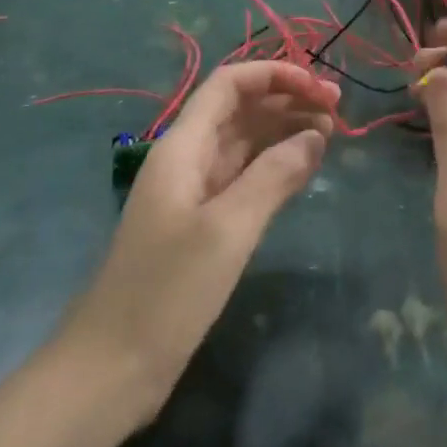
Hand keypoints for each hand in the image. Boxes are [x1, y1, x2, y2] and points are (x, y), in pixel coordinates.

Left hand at [61, 62, 336, 418]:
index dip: (275, 75)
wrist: (108, 371)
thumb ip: (274, 176)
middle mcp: (189, 158)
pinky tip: (305, 167)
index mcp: (184, 146)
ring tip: (331, 133)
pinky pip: (245, 175)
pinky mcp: (203, 223)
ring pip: (246, 141)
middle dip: (288, 99)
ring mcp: (195, 192)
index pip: (230, 84)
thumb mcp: (227, 229)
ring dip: (286, 129)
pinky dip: (276, 164)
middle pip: (242, 108)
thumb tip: (315, 136)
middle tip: (338, 109)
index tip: (318, 88)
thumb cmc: (166, 292)